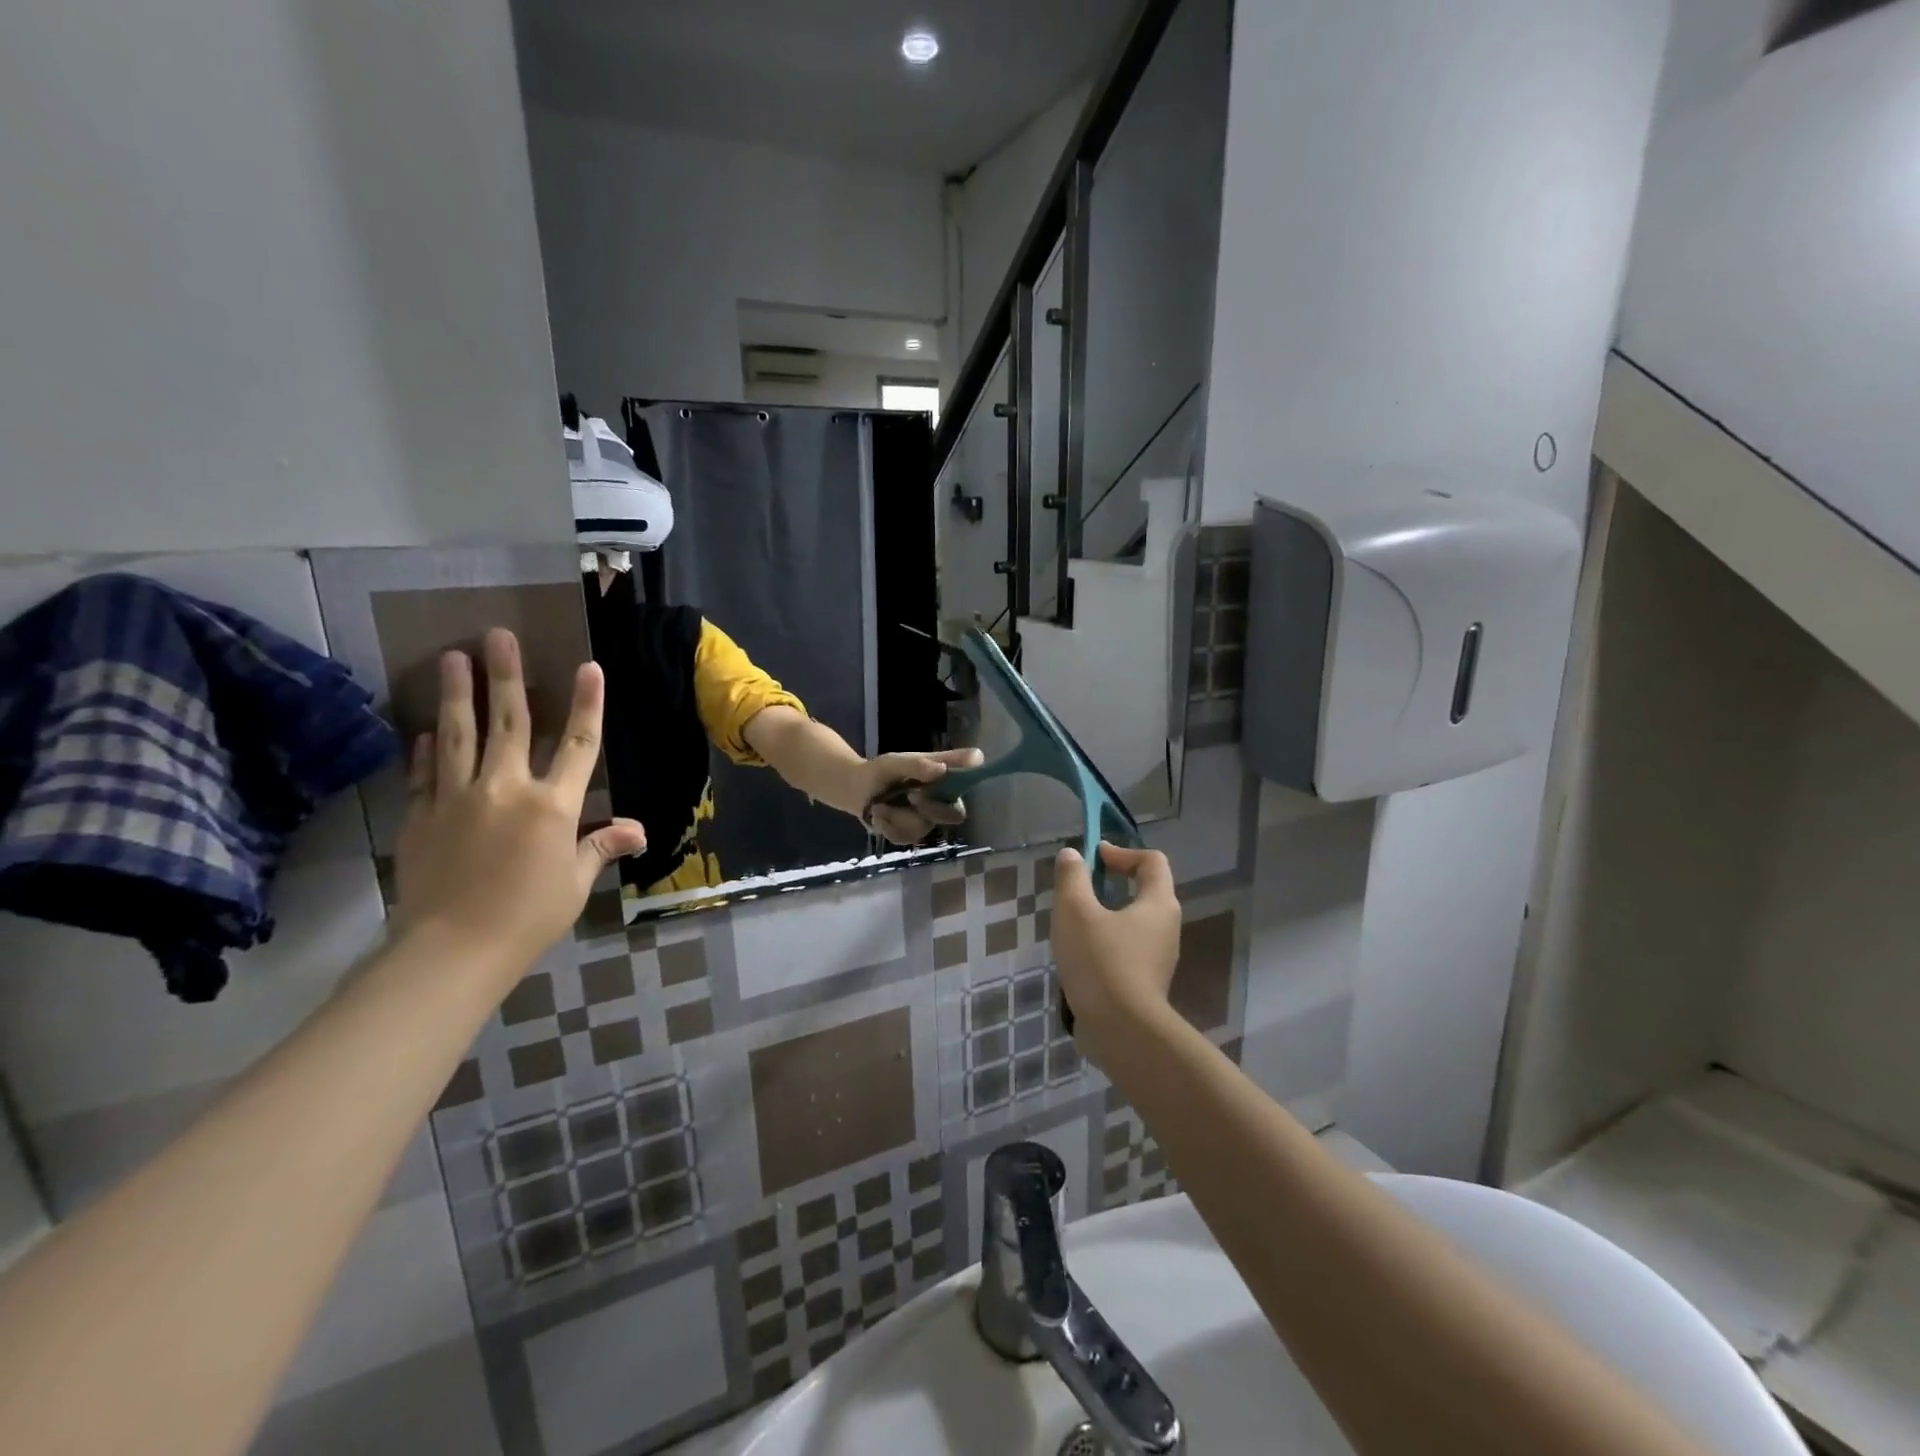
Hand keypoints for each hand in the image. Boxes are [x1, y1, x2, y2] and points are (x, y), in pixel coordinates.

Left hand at [391, 629, 646, 988]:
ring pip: (459, 735)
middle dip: (507, 676)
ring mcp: (457, 798)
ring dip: (457, 694)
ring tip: (451, 657)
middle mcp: (506, 788)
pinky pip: (425, 772)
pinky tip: (426, 728)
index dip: (587, 704)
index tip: (588, 667)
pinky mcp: (422, 816)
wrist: (453, 949)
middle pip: (510, 722)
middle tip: (496, 635)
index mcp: (553, 805)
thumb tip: (637, 830)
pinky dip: (427, 747)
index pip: (579, 744)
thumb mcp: (575, 883)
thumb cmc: (529, 916)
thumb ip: (601, 847)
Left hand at [858, 748, 985, 845]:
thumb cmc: (883, 771)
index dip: (958, 790)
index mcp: (944, 782)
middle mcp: (941, 804)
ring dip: (898, 815)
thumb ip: (919, 764)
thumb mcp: (896, 762)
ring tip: (881, 804)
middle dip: (930, 807)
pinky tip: (878, 814)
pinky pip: (904, 837)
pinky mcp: (909, 835)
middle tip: (911, 795)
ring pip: (922, 827)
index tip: (933, 782)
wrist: (857, 789)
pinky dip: (886, 825)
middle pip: (953, 815)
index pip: (966, 788)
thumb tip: (942, 769)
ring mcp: (926, 822)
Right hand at [1052, 842, 1182, 1063]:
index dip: (1122, 852)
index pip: (1152, 861)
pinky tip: (1079, 958)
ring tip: (1073, 925)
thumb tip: (1072, 855)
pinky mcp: (1147, 984)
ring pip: (1133, 923)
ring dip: (1105, 916)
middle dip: (1112, 883)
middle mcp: (1166, 927)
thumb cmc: (1101, 962)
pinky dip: (1106, 944)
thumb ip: (1072, 878)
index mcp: (1158, 903)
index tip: (1093, 858)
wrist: (1122, 1033)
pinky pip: (1127, 951)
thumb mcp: (1076, 912)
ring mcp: (1159, 959)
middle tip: (1079, 891)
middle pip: (1144, 891)